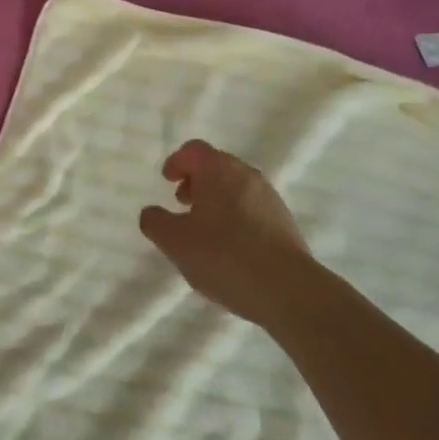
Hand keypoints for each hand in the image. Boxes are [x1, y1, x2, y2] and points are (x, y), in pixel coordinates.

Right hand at [140, 140, 318, 328]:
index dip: (177, 162)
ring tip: (205, 230)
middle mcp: (246, 174)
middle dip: (196, 180)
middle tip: (183, 204)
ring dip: (216, 199)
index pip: (194, 150)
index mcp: (218, 170)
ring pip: (235, 186)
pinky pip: (252, 207)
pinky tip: (230, 247)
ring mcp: (269, 197)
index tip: (167, 181)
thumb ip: (155, 222)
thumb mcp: (176, 242)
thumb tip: (151, 213)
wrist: (287, 289)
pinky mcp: (284, 220)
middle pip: (216, 165)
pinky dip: (235, 215)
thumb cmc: (224, 256)